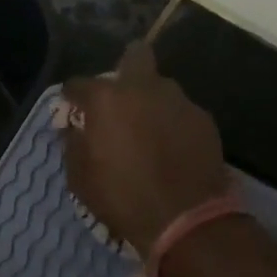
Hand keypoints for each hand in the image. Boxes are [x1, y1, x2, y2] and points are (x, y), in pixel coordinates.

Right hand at [61, 41, 229, 255]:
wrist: (187, 220)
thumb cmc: (123, 198)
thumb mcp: (80, 178)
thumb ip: (72, 144)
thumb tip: (73, 128)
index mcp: (106, 99)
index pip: (78, 84)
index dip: (72, 97)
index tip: (72, 111)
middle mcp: (142, 88)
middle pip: (135, 55)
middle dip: (125, 68)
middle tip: (121, 99)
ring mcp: (178, 100)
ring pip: (161, 86)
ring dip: (152, 100)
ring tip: (150, 128)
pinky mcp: (204, 118)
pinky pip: (181, 111)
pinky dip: (174, 122)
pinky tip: (174, 146)